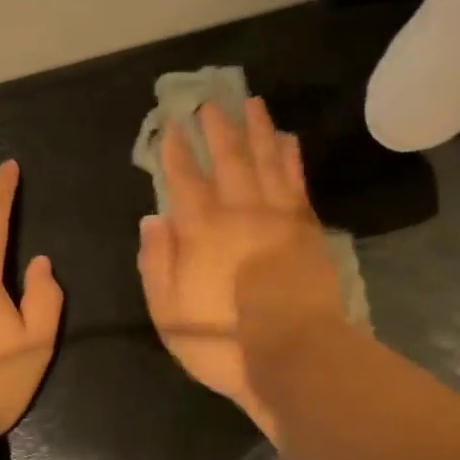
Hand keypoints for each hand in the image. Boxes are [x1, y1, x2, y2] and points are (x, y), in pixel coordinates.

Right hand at [137, 97, 346, 438]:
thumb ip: (157, 261)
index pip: (184, 178)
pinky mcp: (306, 228)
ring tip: (252, 102)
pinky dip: (291, 157)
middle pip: (228, 159)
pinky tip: (287, 139)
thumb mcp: (168, 310)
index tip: (170, 125)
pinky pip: (296, 181)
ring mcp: (277, 217)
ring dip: (257, 129)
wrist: (294, 356)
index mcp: (201, 230)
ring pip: (266, 160)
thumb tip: (153, 218)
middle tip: (210, 102)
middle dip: (216, 128)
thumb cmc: (222, 340)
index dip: (175, 150)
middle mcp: (239, 211)